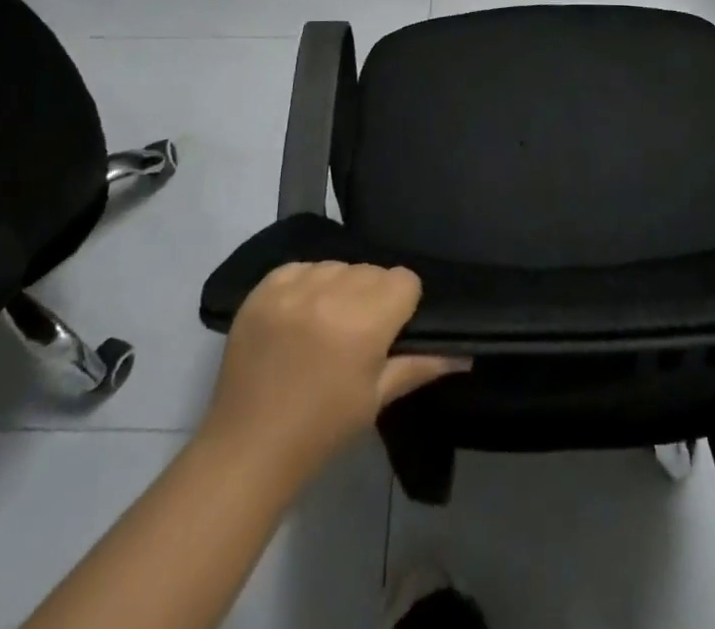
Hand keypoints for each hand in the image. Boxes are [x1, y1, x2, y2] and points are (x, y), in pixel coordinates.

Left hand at [202, 262, 467, 479]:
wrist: (248, 450)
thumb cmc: (322, 430)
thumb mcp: (376, 399)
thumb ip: (422, 365)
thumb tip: (467, 353)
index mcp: (364, 323)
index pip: (404, 280)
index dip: (403, 304)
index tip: (392, 331)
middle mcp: (330, 294)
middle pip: (371, 270)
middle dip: (372, 295)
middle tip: (358, 333)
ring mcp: (292, 288)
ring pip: (337, 265)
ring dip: (339, 286)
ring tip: (326, 323)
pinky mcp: (262, 289)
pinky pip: (300, 267)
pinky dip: (305, 283)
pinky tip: (299, 314)